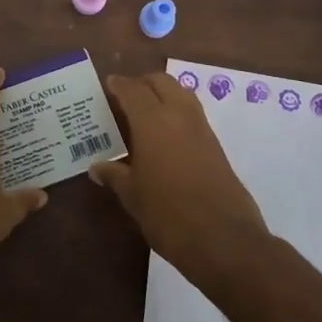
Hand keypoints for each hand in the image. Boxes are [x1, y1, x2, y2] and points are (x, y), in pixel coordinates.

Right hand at [96, 72, 271, 281]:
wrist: (224, 239)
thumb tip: (97, 167)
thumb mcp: (133, 196)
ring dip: (163, 93)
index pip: (133, 91)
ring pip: (182, 94)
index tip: (108, 83)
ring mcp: (202, 129)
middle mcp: (179, 116)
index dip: (119, 84)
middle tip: (126, 95)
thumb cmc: (169, 214)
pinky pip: (193, 114)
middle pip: (161, 82)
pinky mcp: (216, 146)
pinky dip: (177, 111)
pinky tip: (166, 135)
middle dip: (143, 83)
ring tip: (145, 112)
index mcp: (153, 122)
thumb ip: (114, 175)